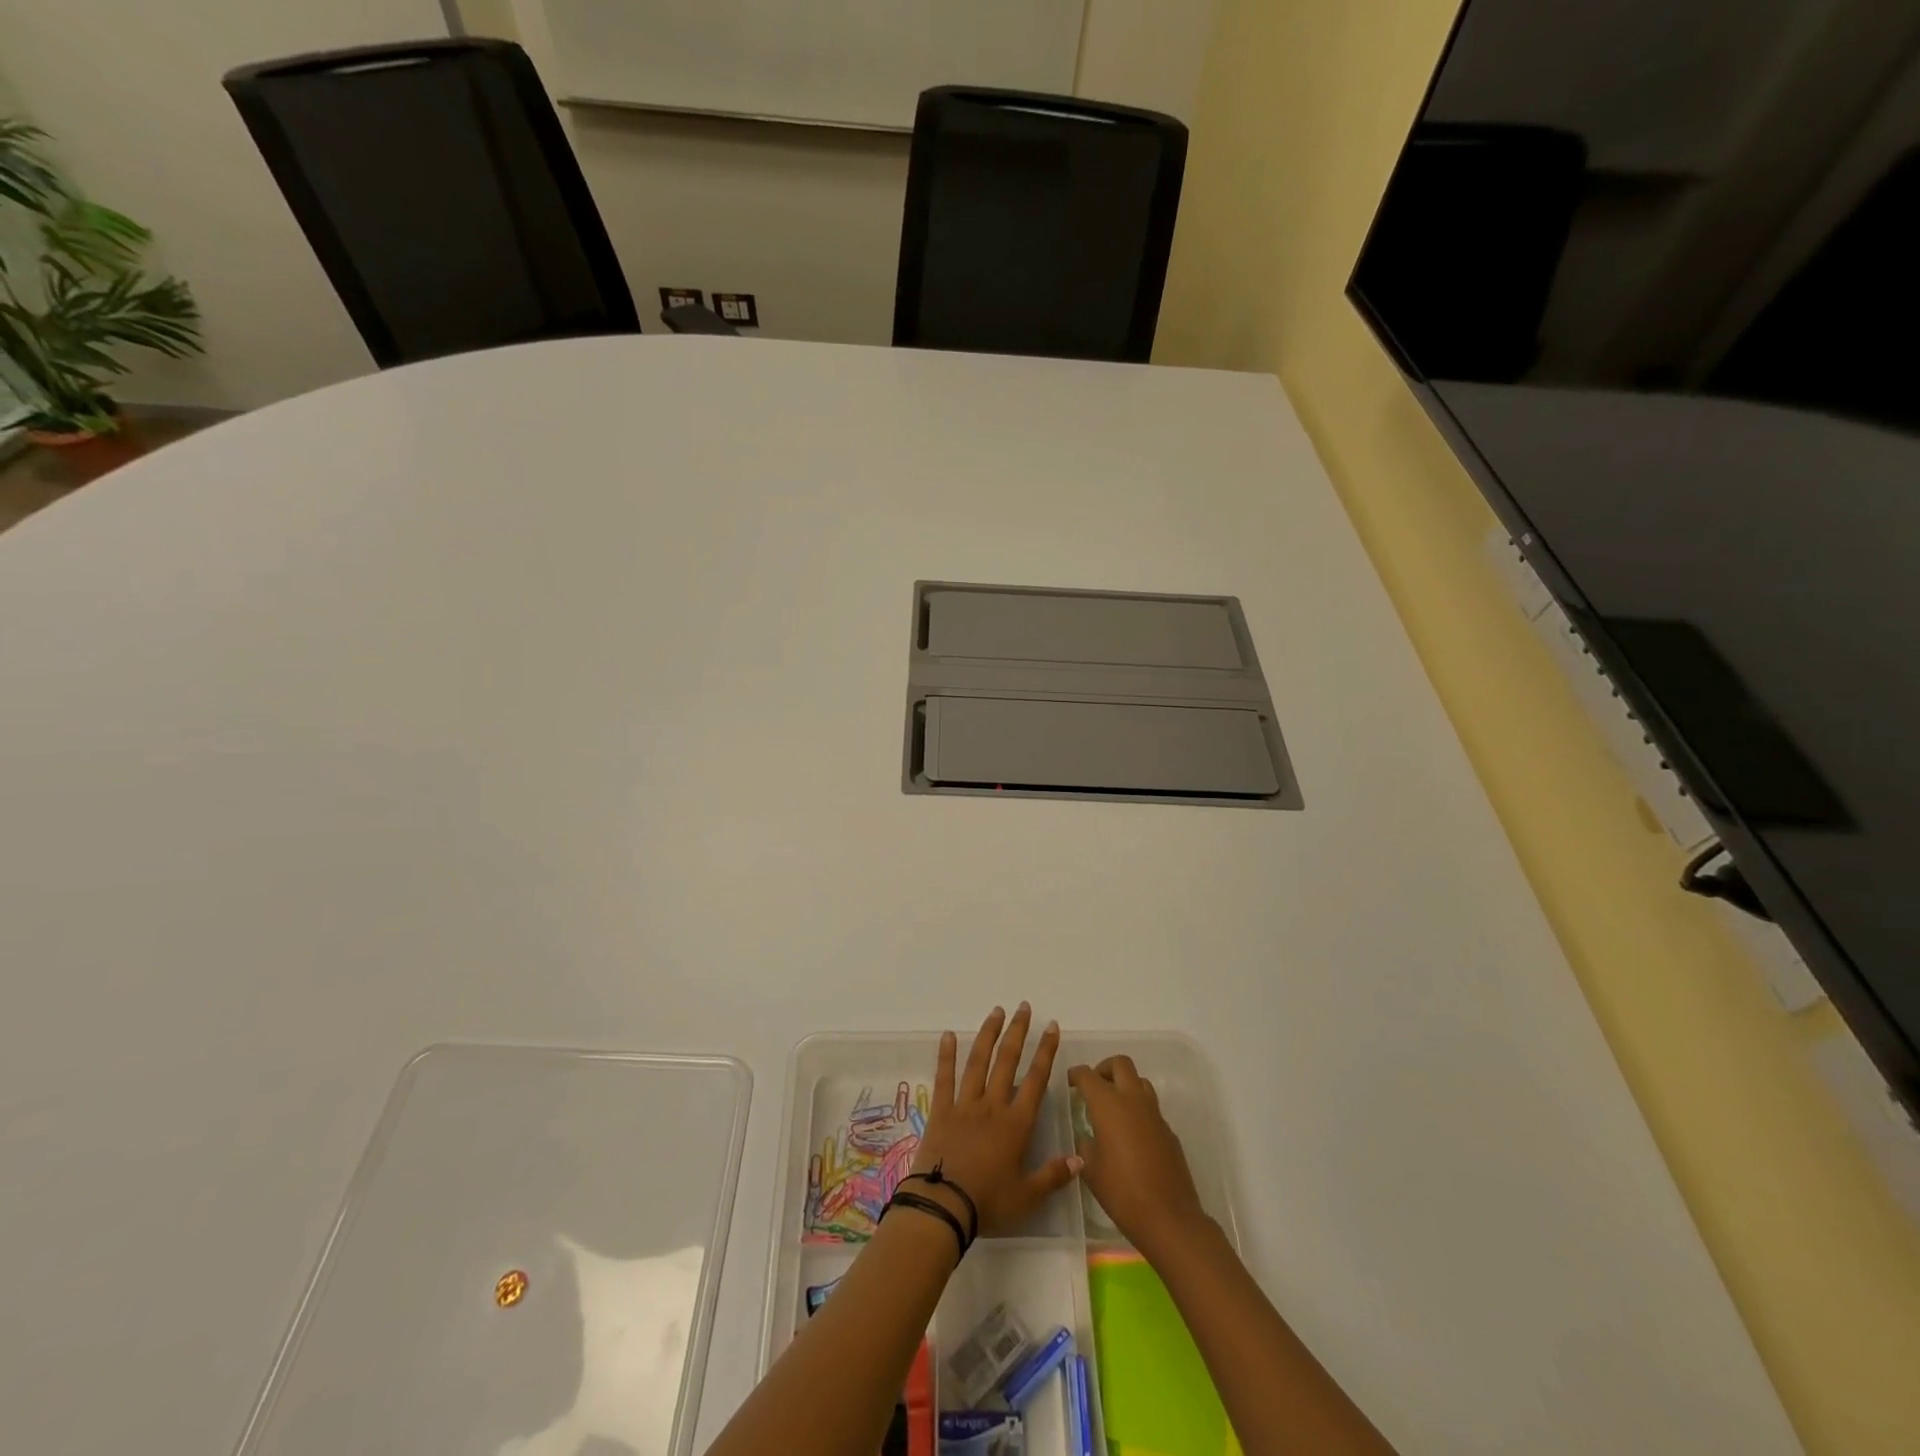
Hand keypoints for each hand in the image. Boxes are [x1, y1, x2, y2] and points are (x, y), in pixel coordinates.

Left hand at [910, 1004, 1080, 1237]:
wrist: (943, 1205)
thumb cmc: (988, 1202)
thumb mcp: (1027, 1197)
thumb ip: (1053, 1176)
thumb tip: (1080, 1159)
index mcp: (1016, 1124)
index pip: (1036, 1080)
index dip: (1046, 1052)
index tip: (1052, 1026)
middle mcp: (992, 1105)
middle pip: (1008, 1061)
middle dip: (1018, 1032)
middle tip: (1024, 1007)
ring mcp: (965, 1104)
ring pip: (978, 1061)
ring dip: (989, 1034)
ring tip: (996, 1011)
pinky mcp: (941, 1110)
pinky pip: (944, 1077)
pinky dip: (946, 1054)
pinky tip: (948, 1034)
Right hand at [1067, 1056, 1206, 1257]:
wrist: (1168, 1217)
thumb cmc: (1121, 1191)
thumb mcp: (1090, 1168)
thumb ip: (1084, 1144)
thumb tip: (1086, 1135)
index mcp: (1108, 1104)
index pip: (1088, 1075)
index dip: (1076, 1074)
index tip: (1069, 1082)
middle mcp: (1133, 1100)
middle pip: (1120, 1064)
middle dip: (1104, 1068)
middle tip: (1094, 1086)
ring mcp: (1155, 1114)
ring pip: (1140, 1081)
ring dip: (1125, 1085)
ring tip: (1113, 1107)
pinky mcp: (1169, 1130)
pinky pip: (1151, 1107)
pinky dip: (1138, 1109)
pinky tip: (1131, 1135)